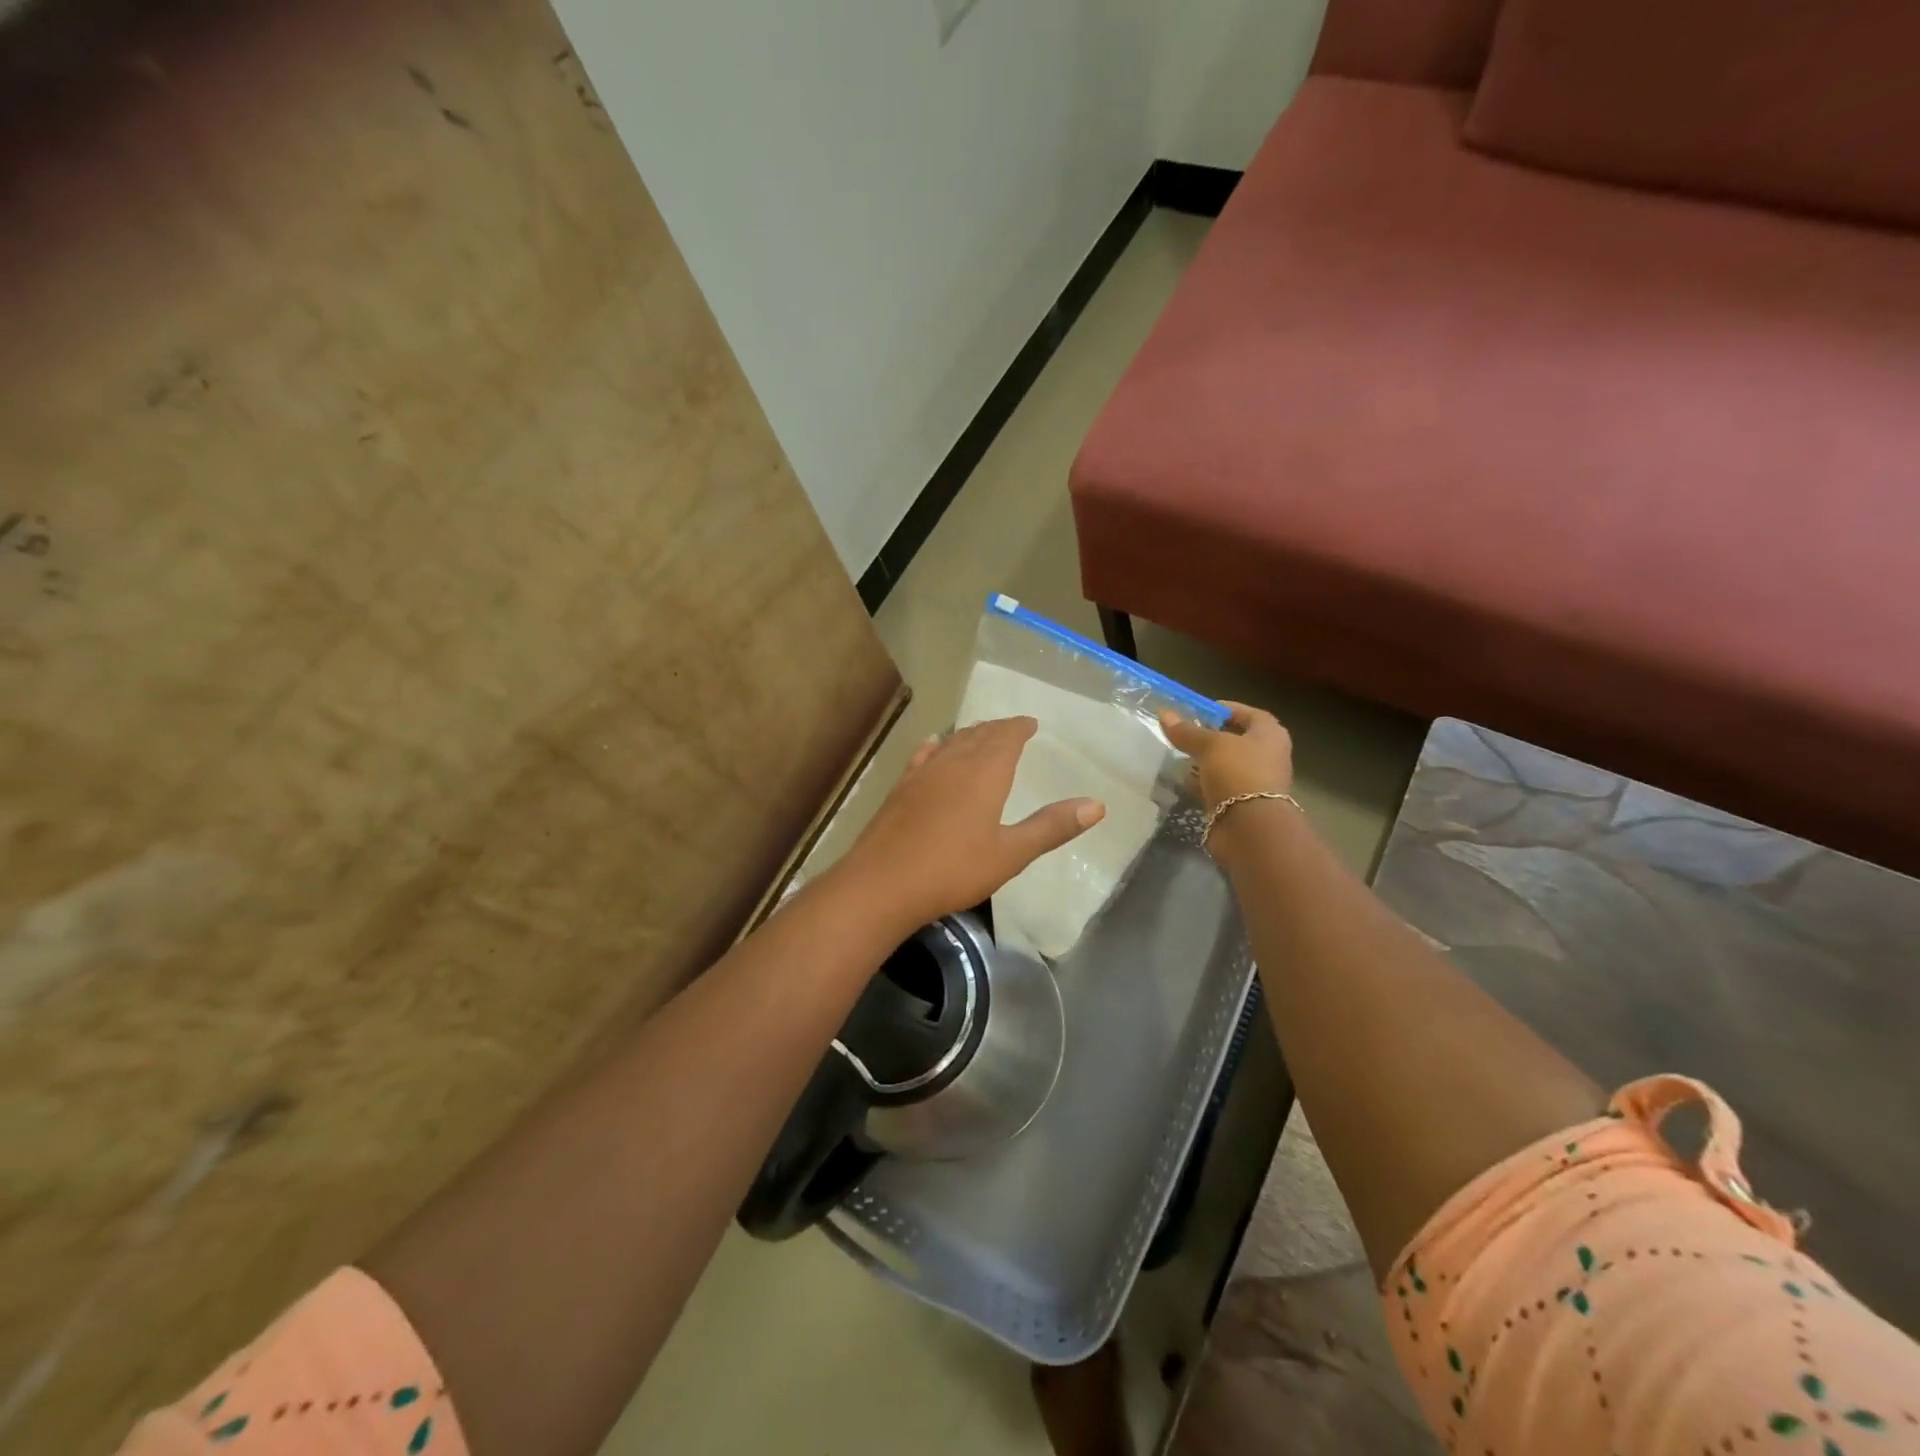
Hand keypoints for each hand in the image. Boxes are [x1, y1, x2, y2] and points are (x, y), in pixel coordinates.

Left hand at [837, 717, 1104, 934]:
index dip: (1019, 728)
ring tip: (980, 734)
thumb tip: (1097, 805)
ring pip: (951, 742)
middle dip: (997, 729)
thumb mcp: (1011, 853)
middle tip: (1011, 728)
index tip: (1030, 723)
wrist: (883, 883)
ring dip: (969, 735)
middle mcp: (953, 762)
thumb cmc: (954, 869)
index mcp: (985, 773)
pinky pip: (924, 755)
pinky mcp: (900, 788)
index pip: (1006, 737)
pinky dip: (936, 746)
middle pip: (978, 735)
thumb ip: (1051, 827)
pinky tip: (934, 745)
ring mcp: (922, 773)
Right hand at [1158, 702, 1293, 812]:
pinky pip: (1218, 787)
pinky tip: (1182, 781)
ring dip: (1203, 762)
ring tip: (1177, 757)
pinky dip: (1201, 784)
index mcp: (1270, 735)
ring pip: (1225, 765)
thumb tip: (1164, 714)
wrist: (1250, 827)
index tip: (1200, 711)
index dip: (1226, 710)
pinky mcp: (1240, 804)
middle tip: (1184, 734)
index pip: (1249, 714)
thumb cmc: (1238, 773)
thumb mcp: (1210, 745)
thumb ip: (1188, 731)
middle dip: (1209, 737)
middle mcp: (1267, 756)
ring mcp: (1254, 782)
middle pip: (1235, 740)